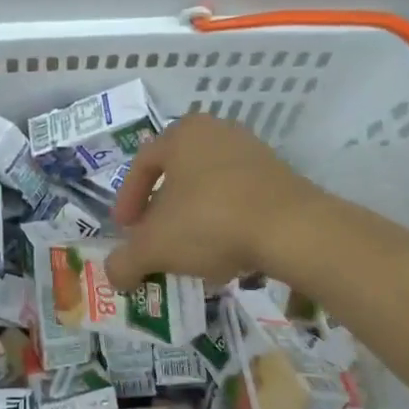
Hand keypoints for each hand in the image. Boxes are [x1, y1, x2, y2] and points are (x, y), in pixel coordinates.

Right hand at [107, 114, 326, 290]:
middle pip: (177, 175)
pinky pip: (239, 199)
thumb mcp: (154, 247)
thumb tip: (115, 276)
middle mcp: (217, 132)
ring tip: (190, 253)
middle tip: (155, 240)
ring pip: (208, 188)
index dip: (127, 200)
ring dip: (193, 219)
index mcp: (182, 134)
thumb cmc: (210, 222)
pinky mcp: (281, 176)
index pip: (142, 163)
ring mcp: (254, 152)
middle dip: (161, 212)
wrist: (293, 230)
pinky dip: (225, 223)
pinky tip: (225, 253)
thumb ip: (125, 261)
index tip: (125, 231)